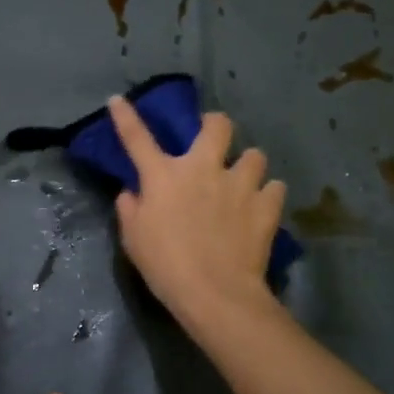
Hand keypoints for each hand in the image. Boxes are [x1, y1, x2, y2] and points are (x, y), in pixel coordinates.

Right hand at [107, 96, 286, 329]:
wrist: (215, 293)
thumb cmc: (166, 266)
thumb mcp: (134, 239)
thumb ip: (130, 209)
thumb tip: (131, 192)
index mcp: (164, 176)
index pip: (137, 137)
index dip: (125, 116)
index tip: (118, 100)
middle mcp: (203, 169)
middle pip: (218, 125)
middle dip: (215, 125)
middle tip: (213, 140)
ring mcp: (239, 184)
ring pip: (255, 155)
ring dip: (248, 165)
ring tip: (244, 182)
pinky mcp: (267, 205)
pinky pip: (275, 188)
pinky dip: (268, 195)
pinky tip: (261, 207)